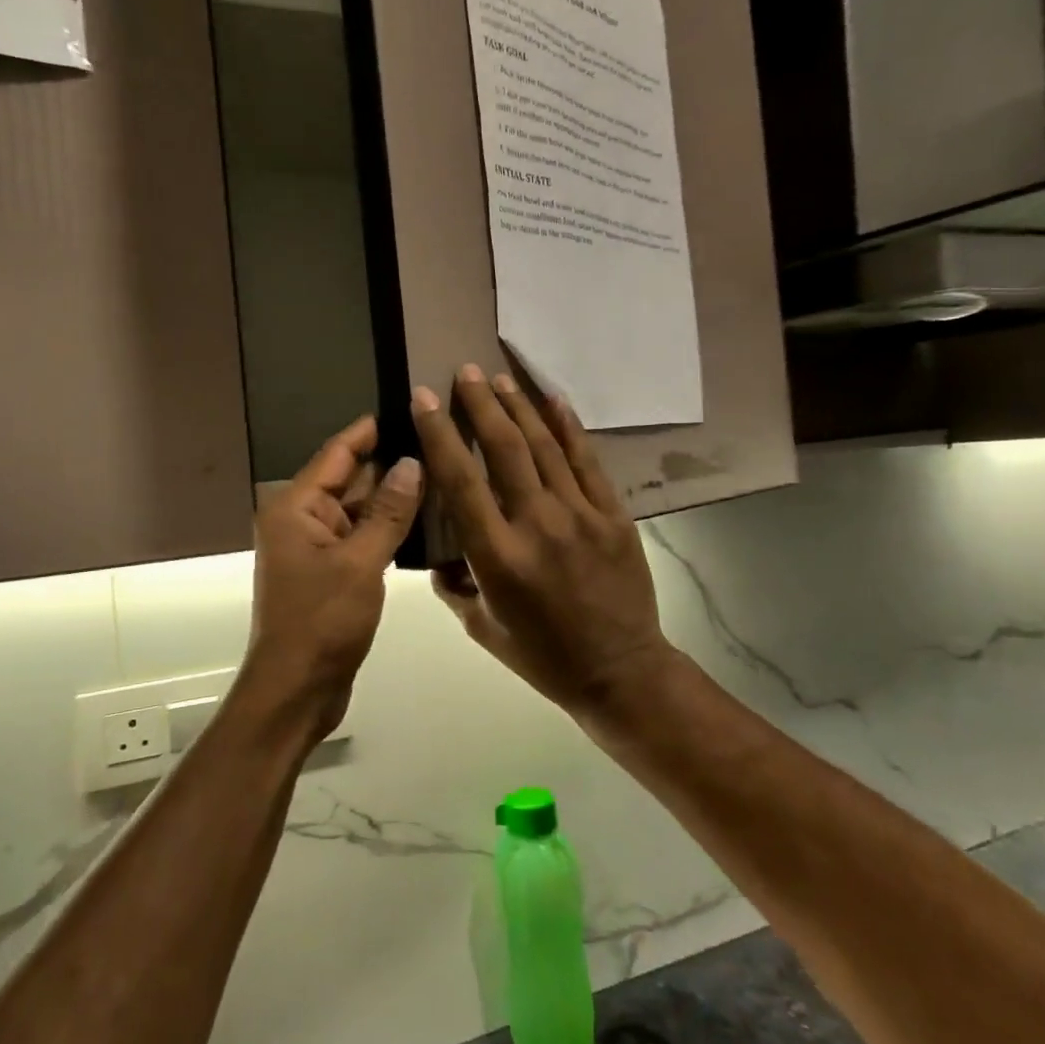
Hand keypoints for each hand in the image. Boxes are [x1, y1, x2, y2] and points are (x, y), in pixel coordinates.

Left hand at [244, 415, 423, 736]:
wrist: (297, 690)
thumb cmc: (322, 622)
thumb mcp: (360, 563)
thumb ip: (388, 512)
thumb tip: (412, 462)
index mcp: (295, 508)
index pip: (337, 454)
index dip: (370, 431)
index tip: (406, 408)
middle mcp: (301, 520)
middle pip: (349, 480)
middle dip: (389, 464)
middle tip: (437, 441)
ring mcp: (316, 548)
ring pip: (359, 511)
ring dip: (392, 498)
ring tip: (440, 473)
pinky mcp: (331, 573)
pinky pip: (361, 537)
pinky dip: (387, 529)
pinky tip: (424, 519)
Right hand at [412, 366, 674, 711]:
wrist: (621, 672)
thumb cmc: (543, 656)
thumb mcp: (482, 628)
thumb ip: (455, 585)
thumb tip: (442, 552)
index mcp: (498, 556)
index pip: (460, 481)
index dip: (439, 434)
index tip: (423, 398)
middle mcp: (538, 525)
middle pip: (504, 449)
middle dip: (480, 405)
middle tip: (465, 372)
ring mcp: (581, 516)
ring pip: (545, 447)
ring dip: (519, 407)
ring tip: (499, 378)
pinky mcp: (614, 515)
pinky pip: (588, 461)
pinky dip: (569, 427)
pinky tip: (554, 400)